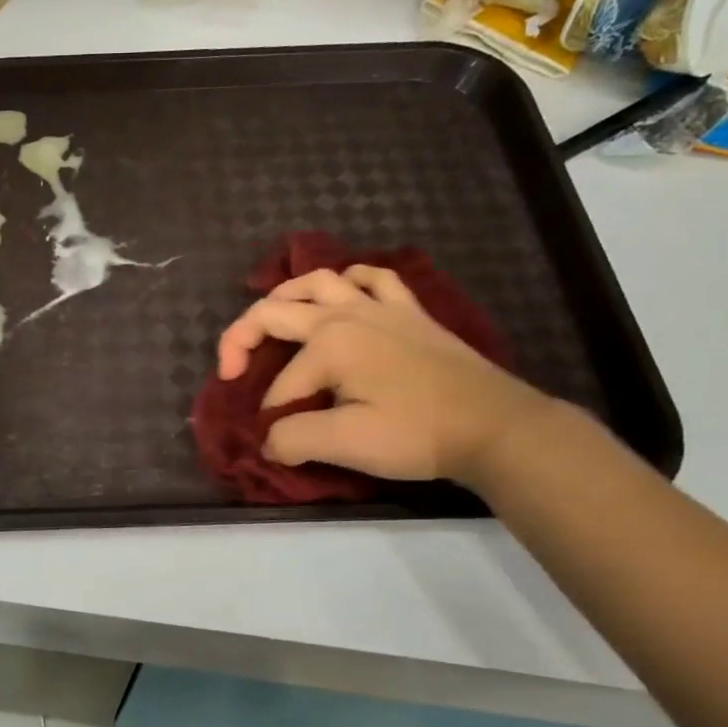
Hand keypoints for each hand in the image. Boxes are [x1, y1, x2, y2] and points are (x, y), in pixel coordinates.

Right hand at [216, 264, 550, 484]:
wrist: (495, 426)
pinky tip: (344, 294)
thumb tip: (270, 441)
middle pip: (275, 312)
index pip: (280, 386)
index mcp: (328, 343)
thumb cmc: (417, 433)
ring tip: (271, 318)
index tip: (282, 447)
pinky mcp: (410, 312)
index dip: (272, 418)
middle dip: (242, 339)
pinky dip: (350, 281)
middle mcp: (346, 314)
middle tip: (231, 370)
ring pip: (318, 282)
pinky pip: (373, 279)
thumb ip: (294, 439)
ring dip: (285, 296)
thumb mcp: (347, 443)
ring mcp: (381, 307)